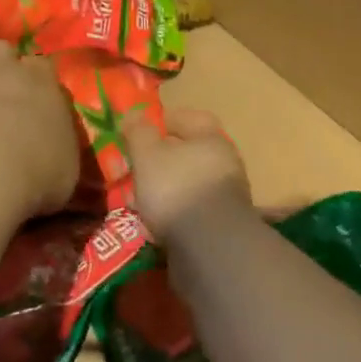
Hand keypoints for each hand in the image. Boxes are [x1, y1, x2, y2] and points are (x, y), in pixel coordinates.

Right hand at [122, 108, 253, 243]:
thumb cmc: (176, 188)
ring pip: (188, 183)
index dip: (164, 120)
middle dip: (160, 159)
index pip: (190, 117)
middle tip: (135, 168)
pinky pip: (191, 210)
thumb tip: (134, 113)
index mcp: (211, 138)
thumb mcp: (147, 154)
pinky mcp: (221, 225)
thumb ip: (139, 131)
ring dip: (165, 189)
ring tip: (139, 200)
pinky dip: (173, 213)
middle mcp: (225, 162)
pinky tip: (153, 224)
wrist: (210, 248)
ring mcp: (226, 195)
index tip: (140, 131)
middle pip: (188, 152)